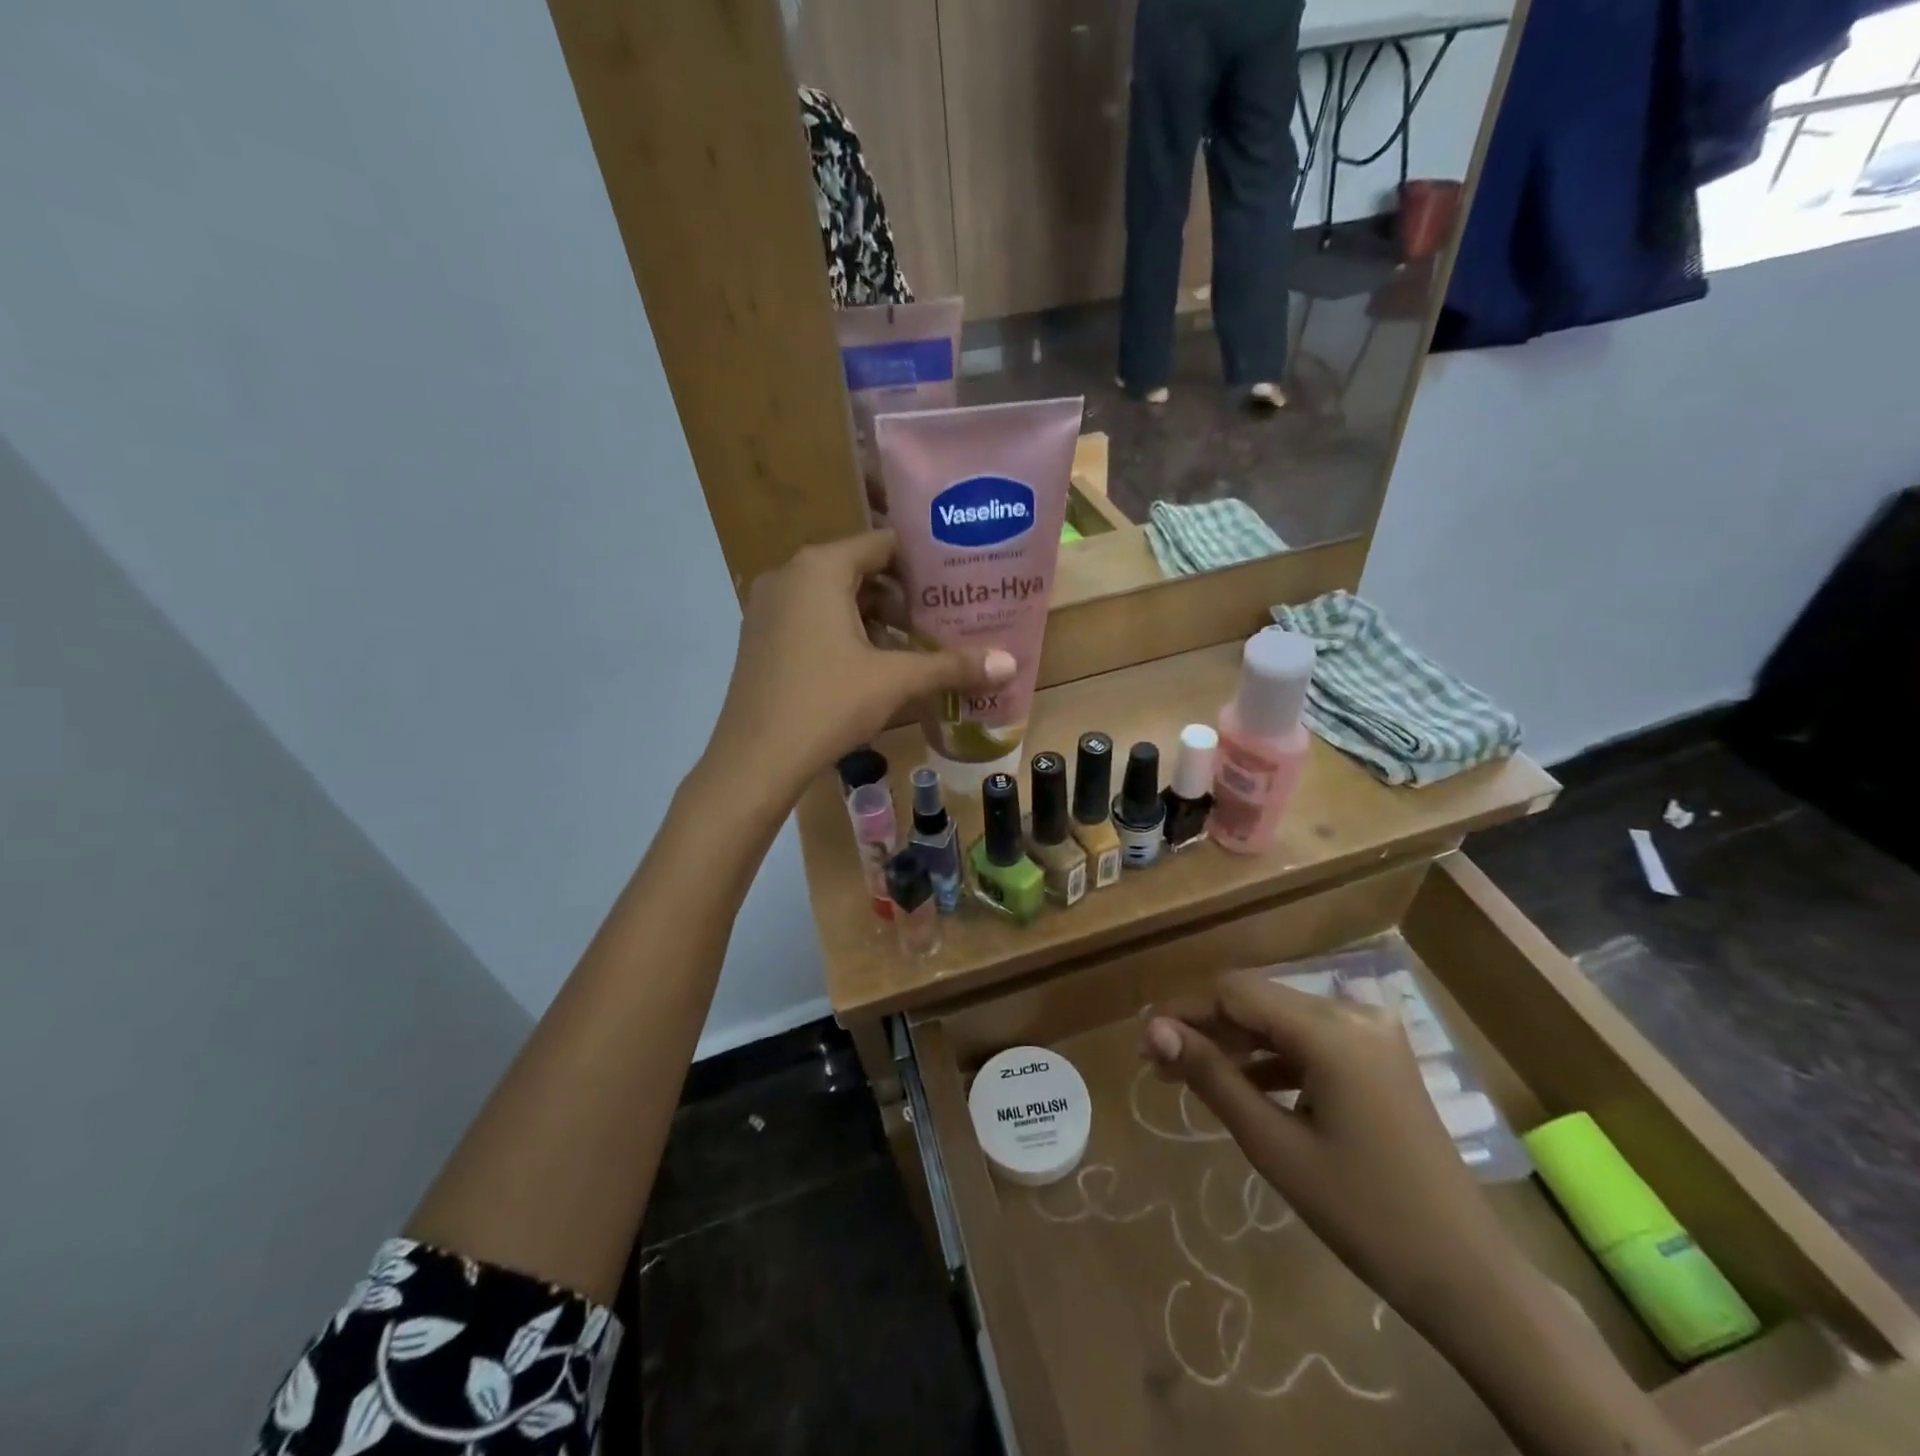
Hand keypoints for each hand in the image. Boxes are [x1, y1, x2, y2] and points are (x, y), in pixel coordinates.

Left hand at [706, 530, 1015, 798]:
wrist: (755, 759)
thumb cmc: (827, 704)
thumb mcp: (896, 681)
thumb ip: (952, 666)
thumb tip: (1011, 664)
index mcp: (820, 568)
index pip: (882, 544)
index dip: (922, 562)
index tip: (954, 583)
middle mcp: (790, 575)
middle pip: (859, 570)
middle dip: (901, 596)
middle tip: (940, 619)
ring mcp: (768, 606)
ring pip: (834, 598)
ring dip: (874, 618)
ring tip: (912, 647)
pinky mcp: (760, 637)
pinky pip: (811, 619)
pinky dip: (843, 633)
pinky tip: (870, 668)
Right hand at [1141, 973, 1510, 1325]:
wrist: (1465, 1275)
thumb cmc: (1362, 1213)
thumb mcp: (1274, 1145)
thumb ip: (1211, 1076)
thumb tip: (1154, 1031)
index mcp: (1330, 1030)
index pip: (1234, 993)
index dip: (1183, 1011)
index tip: (1144, 1043)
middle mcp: (1352, 1014)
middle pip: (1257, 1001)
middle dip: (1205, 1027)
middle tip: (1158, 1064)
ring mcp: (1370, 1034)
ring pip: (1280, 1019)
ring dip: (1235, 1043)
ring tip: (1187, 1076)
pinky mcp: (1377, 1057)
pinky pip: (1308, 1040)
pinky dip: (1271, 1058)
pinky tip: (1242, 1086)